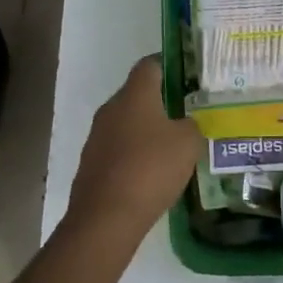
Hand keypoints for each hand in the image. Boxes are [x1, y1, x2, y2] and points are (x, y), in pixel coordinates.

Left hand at [67, 56, 204, 230]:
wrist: (106, 218)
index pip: (150, 64)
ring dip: (146, 131)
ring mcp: (97, 136)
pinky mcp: (91, 164)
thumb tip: (185, 124)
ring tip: (172, 148)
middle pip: (137, 94)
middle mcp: (111, 108)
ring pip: (126, 123)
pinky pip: (118, 150)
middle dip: (160, 102)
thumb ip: (191, 126)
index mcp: (135, 94)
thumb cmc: (151, 168)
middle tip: (186, 114)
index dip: (169, 65)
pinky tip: (151, 175)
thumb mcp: (188, 143)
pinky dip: (134, 155)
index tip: (188, 76)